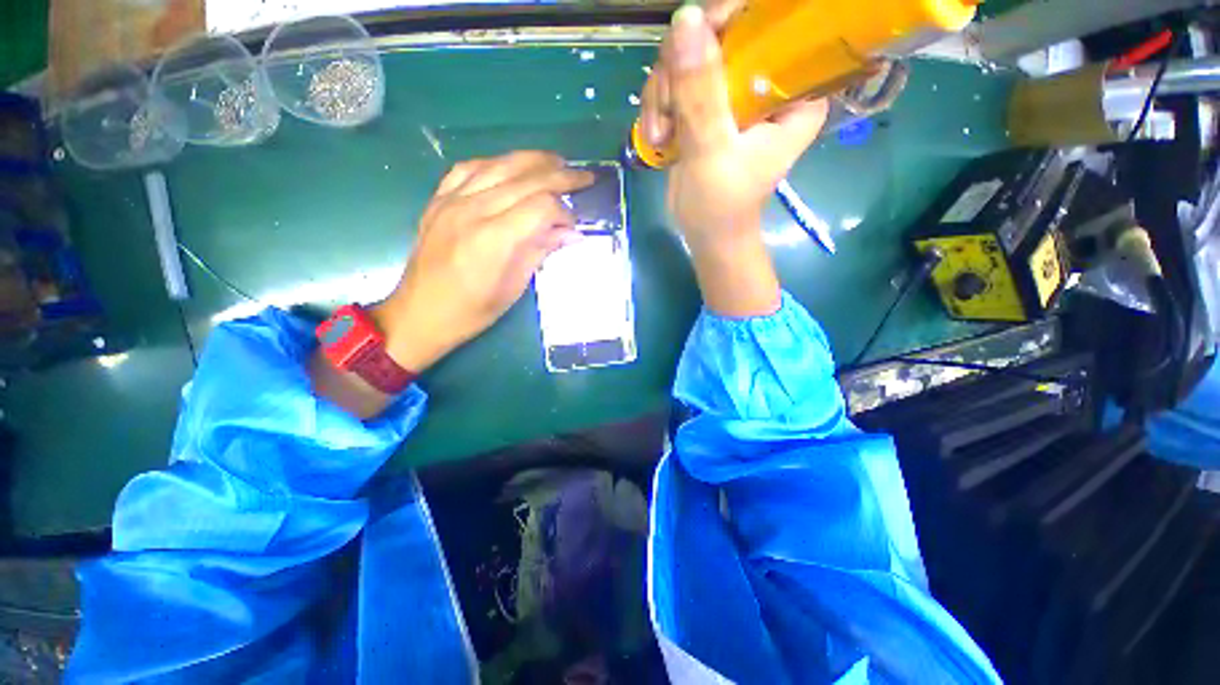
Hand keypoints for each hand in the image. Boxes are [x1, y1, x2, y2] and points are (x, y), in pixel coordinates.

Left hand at [373, 151, 593, 371]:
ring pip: (499, 165)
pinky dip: (496, 163)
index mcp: (494, 238)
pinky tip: (511, 166)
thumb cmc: (473, 311)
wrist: (420, 313)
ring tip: (556, 161)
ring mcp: (451, 200)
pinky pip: (469, 168)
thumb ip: (541, 251)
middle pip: (525, 179)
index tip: (574, 225)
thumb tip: (570, 233)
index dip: (564, 212)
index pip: (541, 206)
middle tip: (584, 176)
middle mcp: (473, 210)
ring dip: (532, 160)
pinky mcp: (438, 200)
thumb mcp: (515, 287)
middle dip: (560, 175)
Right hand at [640, 2, 827, 315]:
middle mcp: (766, 85)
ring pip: (689, 59)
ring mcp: (733, 94)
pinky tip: (657, 137)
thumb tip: (686, 17)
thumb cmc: (721, 206)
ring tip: (661, 135)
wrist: (706, 235)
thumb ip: (701, 92)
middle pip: (720, 37)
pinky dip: (659, 107)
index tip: (698, 42)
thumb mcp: (712, 151)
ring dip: (664, 94)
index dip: (732, 19)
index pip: (772, 26)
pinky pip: (675, 83)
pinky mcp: (707, 107)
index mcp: (794, 92)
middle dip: (683, 70)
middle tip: (668, 112)